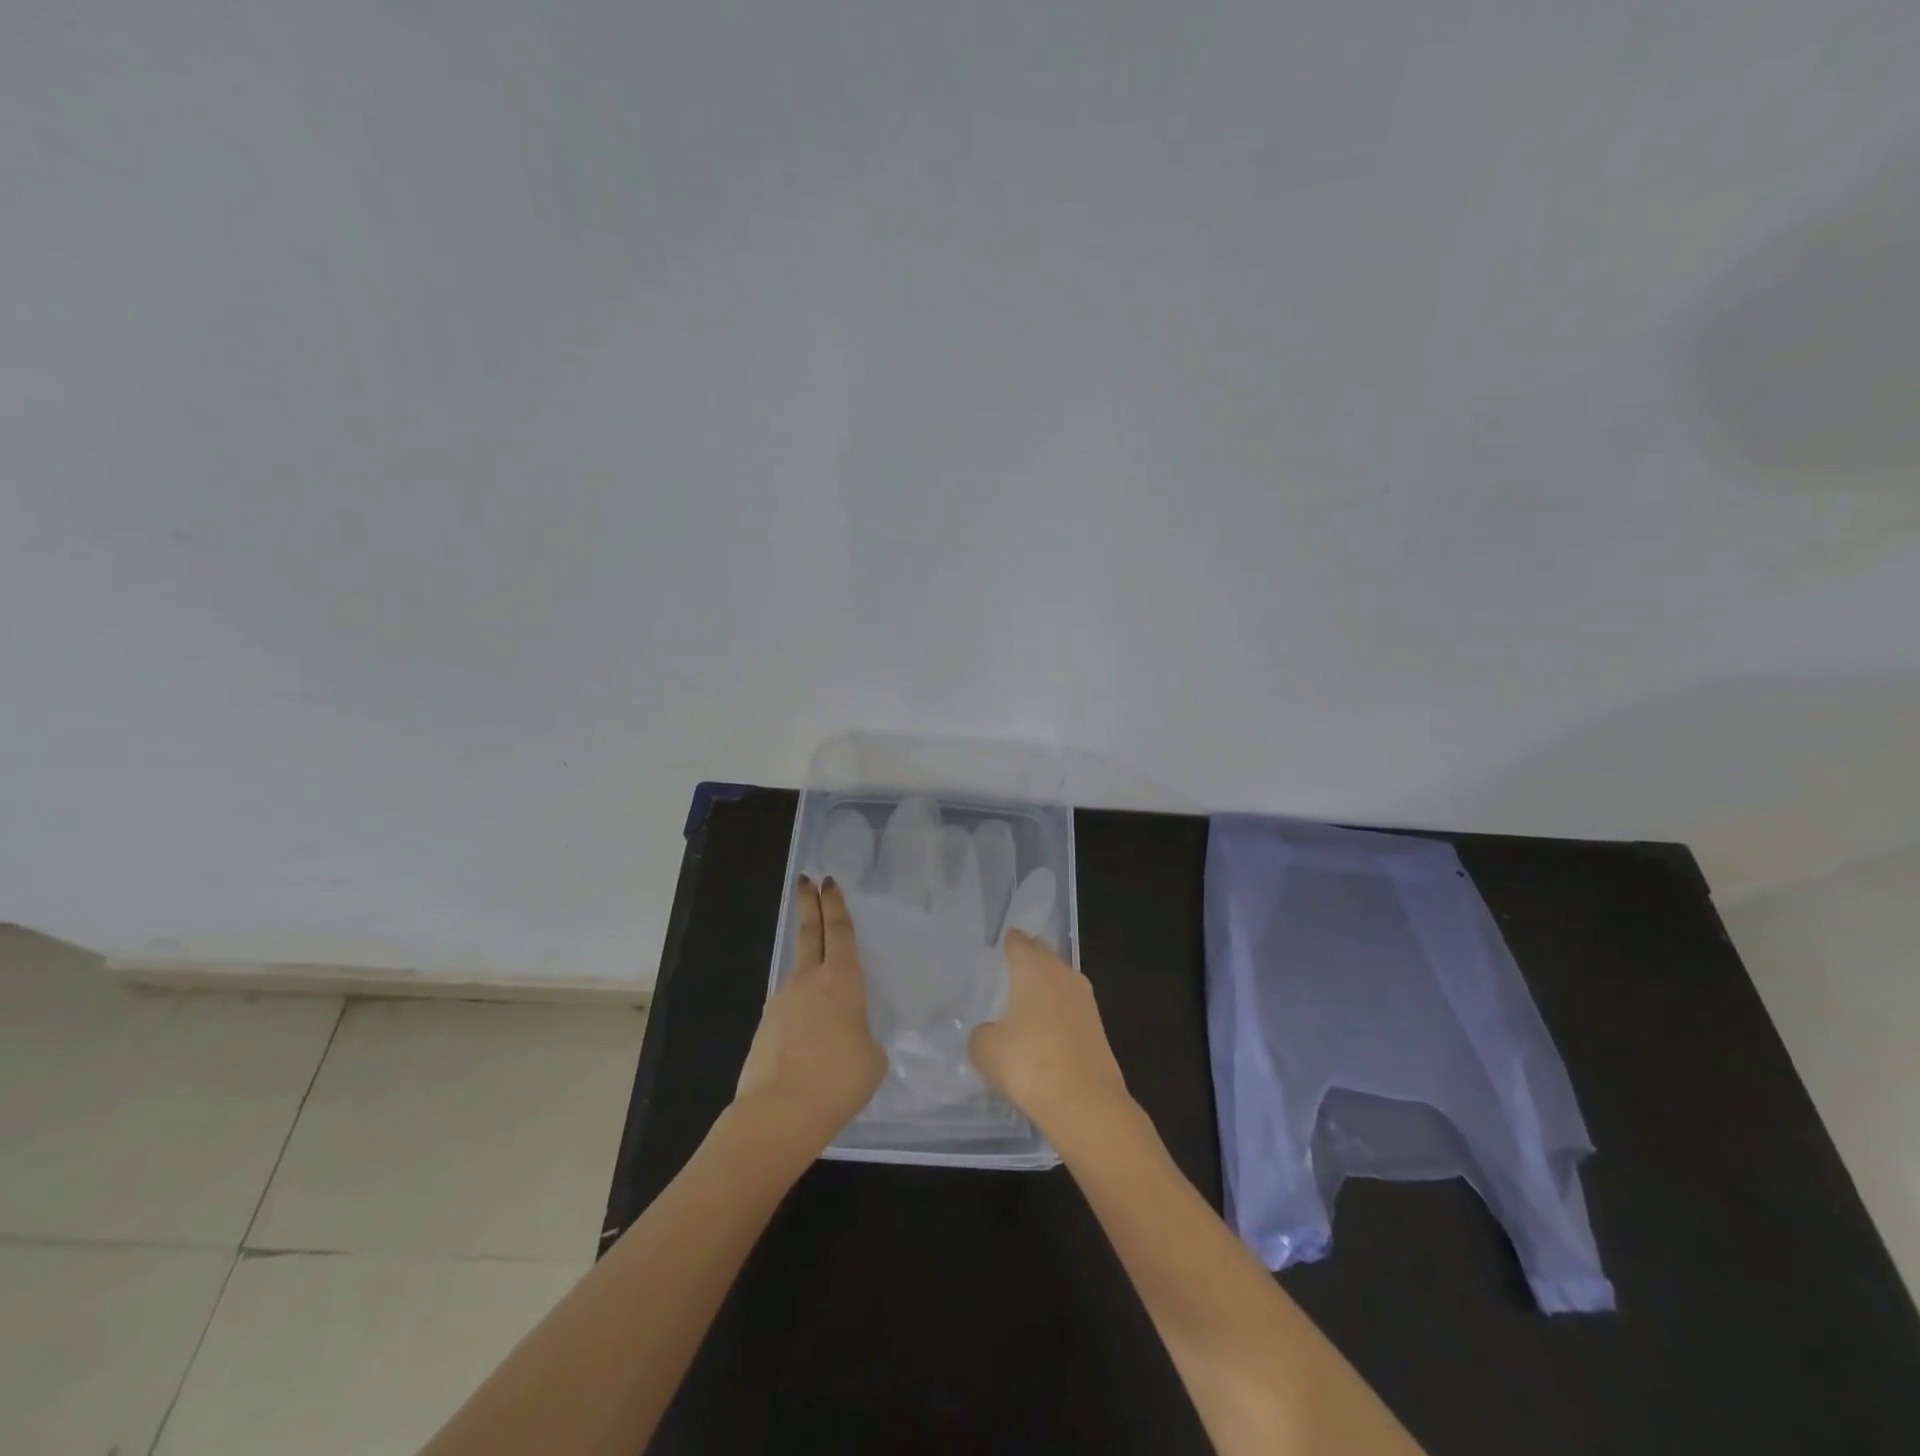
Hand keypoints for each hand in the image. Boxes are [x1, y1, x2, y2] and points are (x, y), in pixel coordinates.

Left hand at [733, 876, 886, 1154]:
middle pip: (810, 933)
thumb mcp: (872, 1058)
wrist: (780, 1112)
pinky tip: (808, 1034)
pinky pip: (788, 1009)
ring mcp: (782, 1003)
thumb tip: (848, 1040)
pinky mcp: (765, 1029)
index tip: (828, 882)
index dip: (836, 905)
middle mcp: (809, 982)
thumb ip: (863, 1038)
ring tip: (820, 980)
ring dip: (806, 963)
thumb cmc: (839, 1079)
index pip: (840, 932)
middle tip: (807, 881)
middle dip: (809, 905)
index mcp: (842, 981)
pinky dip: (799, 1010)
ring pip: (797, 972)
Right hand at [969, 929, 1132, 1140]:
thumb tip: (993, 1032)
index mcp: (1033, 967)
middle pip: (1043, 955)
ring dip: (1045, 986)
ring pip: (1060, 980)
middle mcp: (1062, 973)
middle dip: (1029, 958)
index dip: (1008, 942)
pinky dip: (1057, 1011)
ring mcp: (1085, 999)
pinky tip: (1044, 1028)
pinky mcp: (1098, 1026)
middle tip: (1009, 967)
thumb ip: (982, 1033)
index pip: (1018, 942)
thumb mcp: (985, 1049)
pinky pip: (1070, 1007)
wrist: (1085, 1104)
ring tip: (1024, 999)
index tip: (999, 945)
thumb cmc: (1029, 1064)